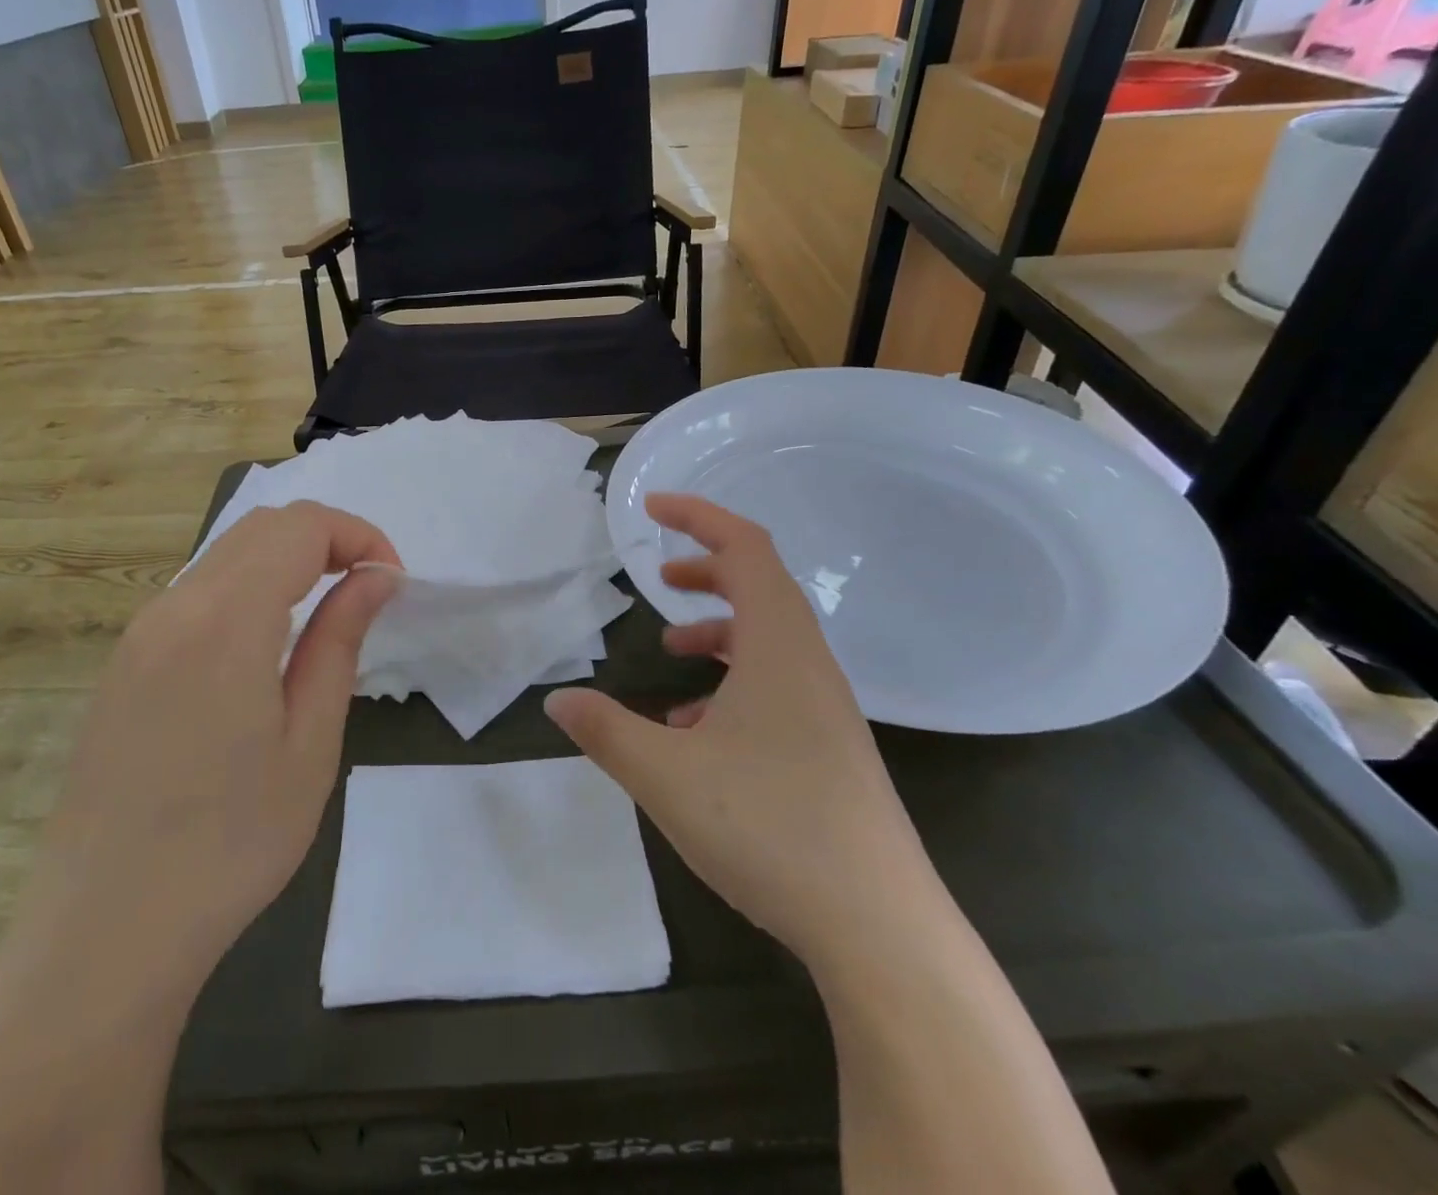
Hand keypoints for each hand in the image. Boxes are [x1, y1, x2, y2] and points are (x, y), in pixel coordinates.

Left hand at [35, 501, 399, 992]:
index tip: (391, 584)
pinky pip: (196, 592)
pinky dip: (248, 587)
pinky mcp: (124, 663)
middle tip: (368, 590)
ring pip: (225, 554)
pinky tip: (267, 645)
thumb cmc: (229, 845)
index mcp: (224, 621)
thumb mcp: (310, 743)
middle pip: (261, 527)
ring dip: (287, 561)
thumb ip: (340, 641)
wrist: (103, 934)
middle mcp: (172, 608)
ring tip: (327, 614)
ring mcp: (138, 634)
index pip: (301, 527)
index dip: (358, 536)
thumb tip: (376, 577)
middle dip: (327, 539)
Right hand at [546, 494, 928, 959]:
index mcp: (778, 646)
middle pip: (761, 586)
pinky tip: (694, 731)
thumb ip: (605, 730)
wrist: (879, 927)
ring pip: (768, 640)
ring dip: (718, 631)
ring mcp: (826, 708)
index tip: (652, 509)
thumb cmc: (769, 827)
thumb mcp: (665, 774)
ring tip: (670, 650)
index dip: (699, 516)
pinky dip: (732, 683)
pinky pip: (776, 687)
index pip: (746, 548)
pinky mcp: (829, 747)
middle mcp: (809, 664)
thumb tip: (558, 700)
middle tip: (659, 575)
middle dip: (707, 570)